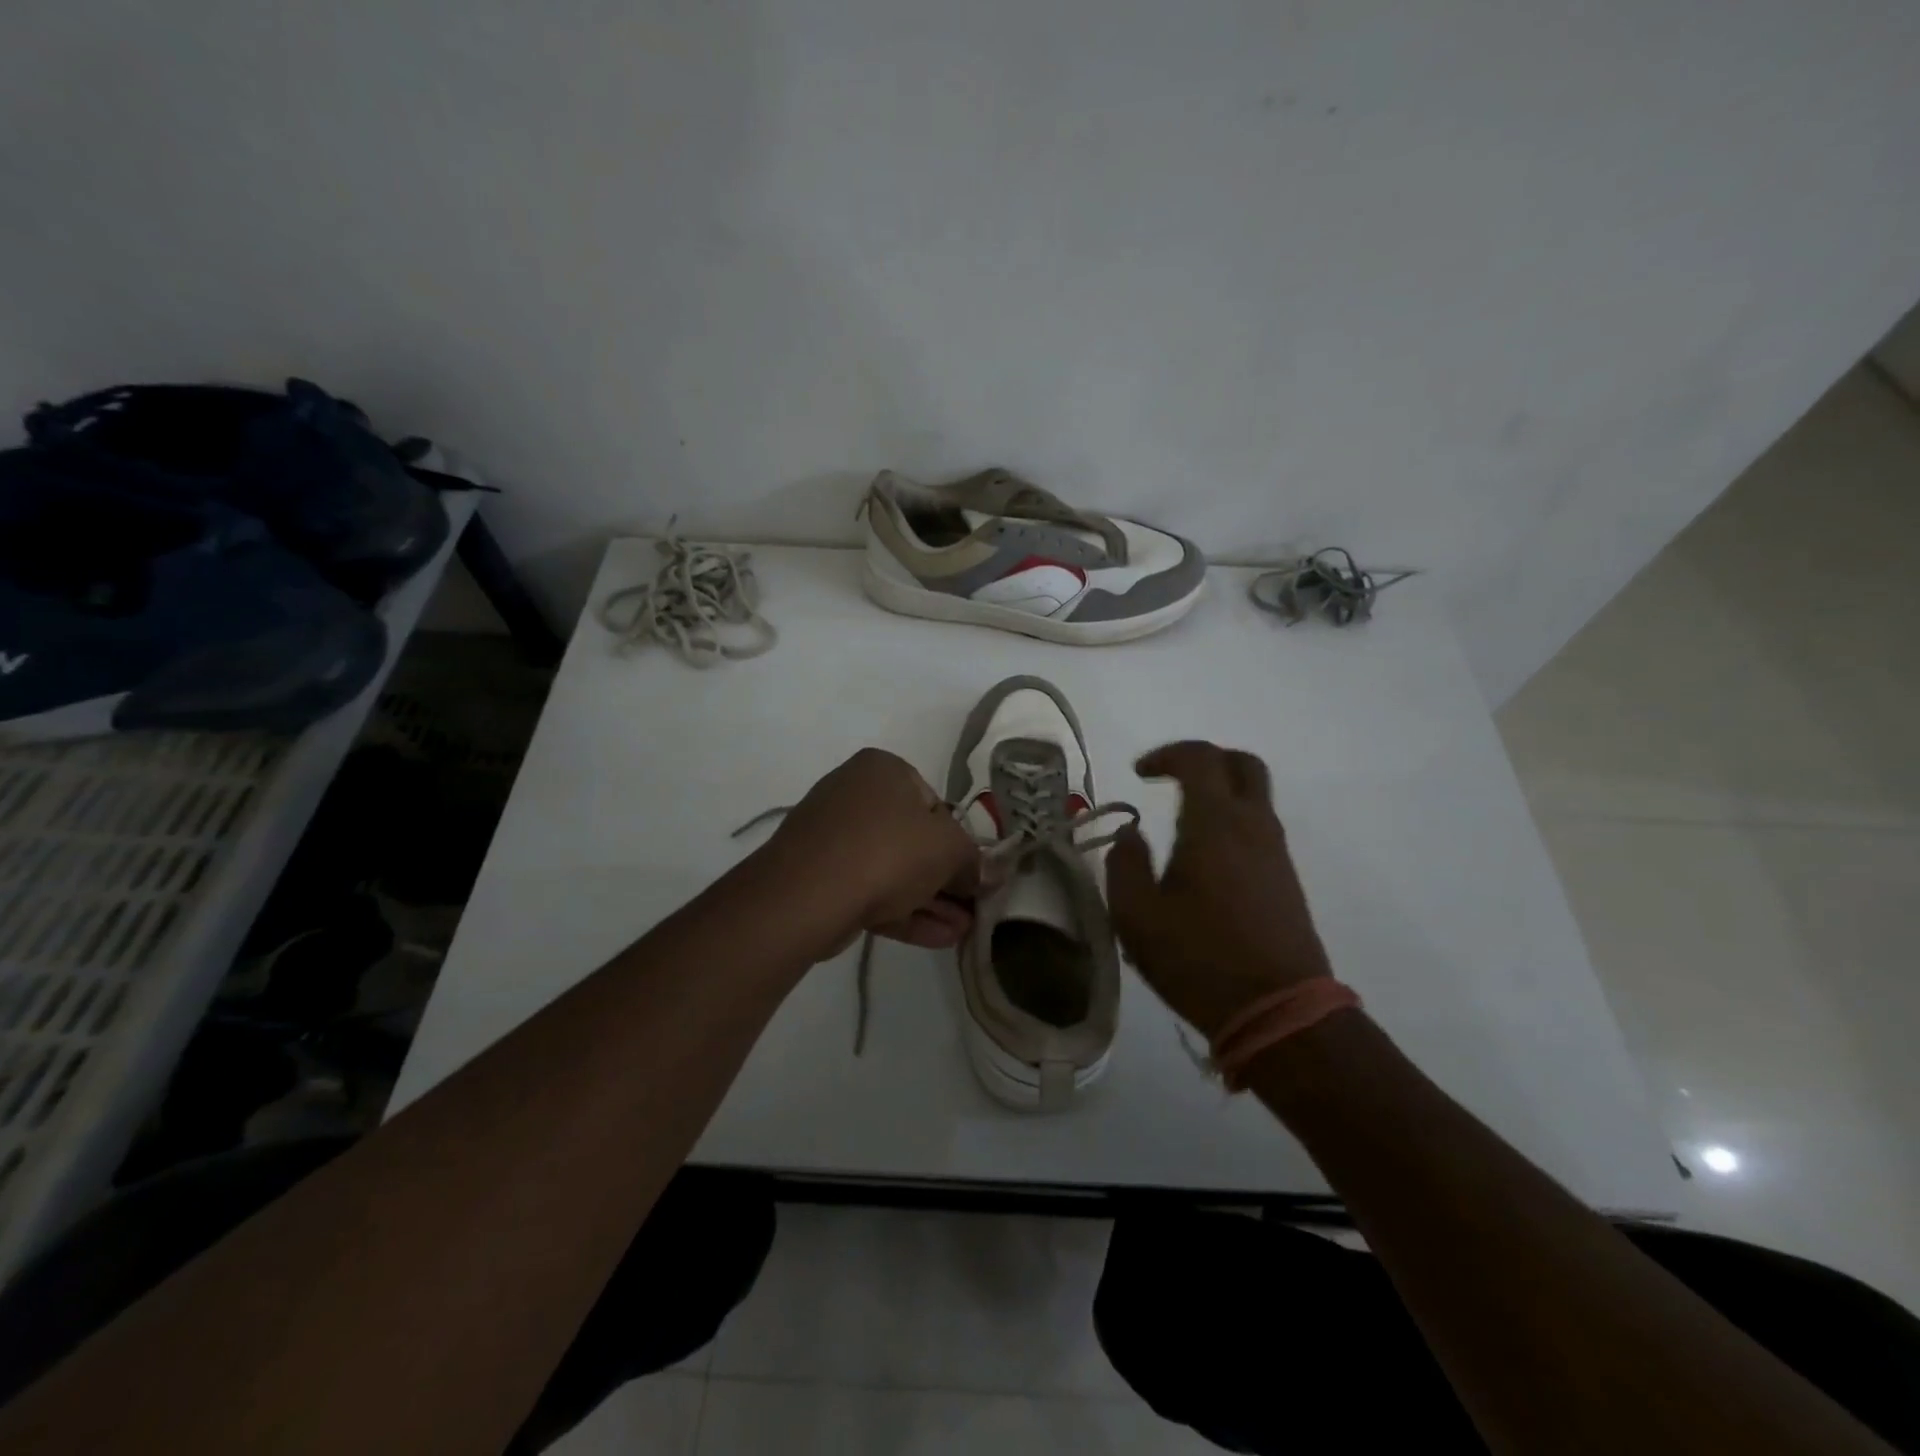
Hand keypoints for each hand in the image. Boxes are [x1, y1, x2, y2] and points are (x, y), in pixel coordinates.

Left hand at [764, 748, 984, 951]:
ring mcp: (832, 836)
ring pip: (892, 869)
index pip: (934, 803)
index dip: (959, 841)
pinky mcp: (818, 876)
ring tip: (963, 931)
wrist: (806, 894)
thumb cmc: (887, 851)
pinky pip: (869, 889)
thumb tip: (989, 874)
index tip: (973, 872)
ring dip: (931, 900)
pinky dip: (904, 911)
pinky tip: (939, 939)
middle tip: (972, 907)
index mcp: (883, 770)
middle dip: (946, 878)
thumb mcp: (949, 850)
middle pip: (913, 839)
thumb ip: (975, 860)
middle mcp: (854, 793)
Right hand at [1105, 741, 1332, 1037]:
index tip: (1140, 774)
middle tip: (1171, 779)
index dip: (1167, 755)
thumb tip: (1131, 834)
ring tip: (1181, 823)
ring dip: (1220, 792)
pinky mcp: (1286, 879)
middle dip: (1205, 760)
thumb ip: (1125, 864)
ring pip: (1255, 796)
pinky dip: (1233, 821)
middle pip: (1242, 764)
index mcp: (1215, 823)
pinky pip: (1260, 828)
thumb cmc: (1199, 959)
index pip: (1200, 758)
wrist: (1279, 1011)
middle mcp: (1253, 826)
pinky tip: (1205, 859)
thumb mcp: (1137, 916)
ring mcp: (1276, 852)